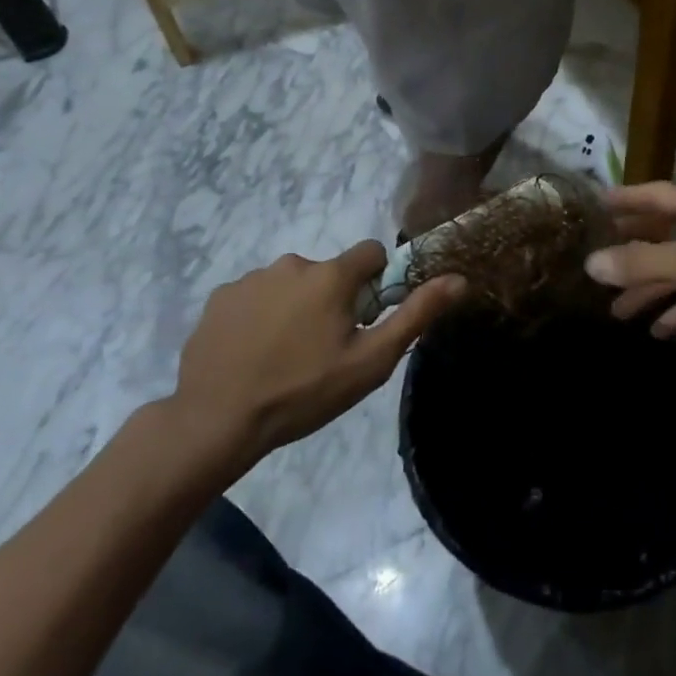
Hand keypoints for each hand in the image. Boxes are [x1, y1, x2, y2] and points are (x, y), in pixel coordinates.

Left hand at [167, 243, 464, 481]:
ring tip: (284, 356)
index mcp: (330, 275)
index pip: (371, 253)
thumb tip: (459, 279)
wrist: (216, 422)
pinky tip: (252, 354)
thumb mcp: (371, 361)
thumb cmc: (304, 392)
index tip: (365, 319)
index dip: (376, 283)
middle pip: (328, 272)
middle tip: (324, 348)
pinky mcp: (219, 298)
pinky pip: (254, 297)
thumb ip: (416, 315)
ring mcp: (250, 279)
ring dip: (295, 307)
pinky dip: (260, 317)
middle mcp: (291, 263)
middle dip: (333, 299)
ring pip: (290, 284)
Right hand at [588, 182, 675, 343]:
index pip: (657, 194)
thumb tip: (591, 263)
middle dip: (635, 249)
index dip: (626, 199)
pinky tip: (662, 330)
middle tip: (602, 261)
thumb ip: (644, 264)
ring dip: (654, 287)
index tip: (597, 204)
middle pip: (668, 231)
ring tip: (619, 311)